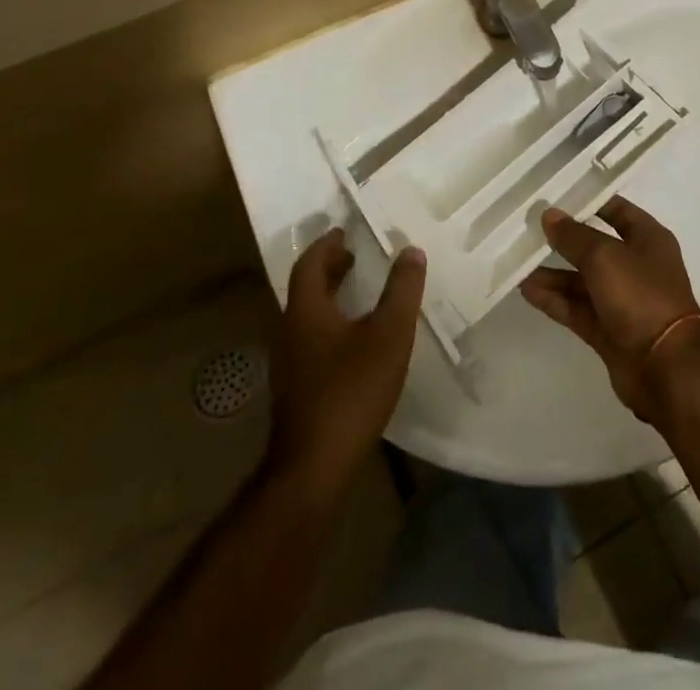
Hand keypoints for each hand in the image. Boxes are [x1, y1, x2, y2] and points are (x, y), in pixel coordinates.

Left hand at [270, 228, 424, 492]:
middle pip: (305, 288)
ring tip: (358, 291)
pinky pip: (310, 339)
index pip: (309, 264)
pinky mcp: (295, 389)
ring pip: (307, 315)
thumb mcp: (388, 335)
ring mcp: (289, 363)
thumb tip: (411, 250)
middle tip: (354, 255)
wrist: (313, 467)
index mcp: (306, 311)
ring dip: (329, 296)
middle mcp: (290, 331)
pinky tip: (353, 339)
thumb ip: (401, 290)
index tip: (344, 231)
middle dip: (328, 268)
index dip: (326, 245)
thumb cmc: (351, 391)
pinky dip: (329, 322)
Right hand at [519, 197, 699, 422]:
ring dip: (553, 273)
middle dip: (564, 240)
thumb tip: (549, 215)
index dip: (589, 201)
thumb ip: (574, 236)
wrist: (665, 367)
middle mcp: (637, 266)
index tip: (556, 195)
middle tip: (528, 229)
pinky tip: (527, 290)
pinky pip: (577, 308)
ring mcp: (623, 300)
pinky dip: (555, 299)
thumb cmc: (640, 295)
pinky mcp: (609, 329)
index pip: (617, 210)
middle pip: (595, 247)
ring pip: (582, 281)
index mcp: (648, 239)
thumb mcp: (604, 256)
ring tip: (519, 263)